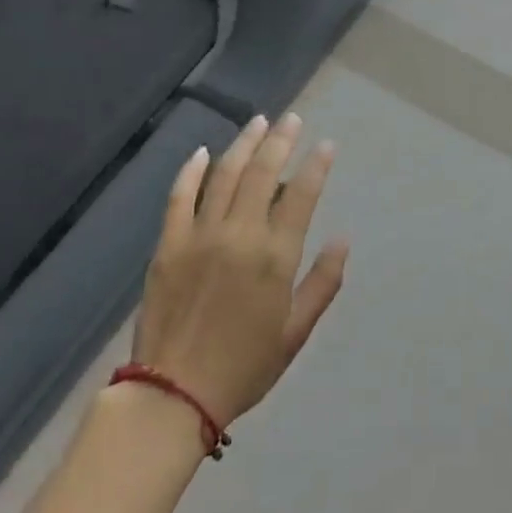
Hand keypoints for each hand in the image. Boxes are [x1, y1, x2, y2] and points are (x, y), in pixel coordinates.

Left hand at [133, 114, 347, 429]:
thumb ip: (322, 283)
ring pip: (224, 175)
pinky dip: (191, 171)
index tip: (327, 145)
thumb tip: (343, 240)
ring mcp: (199, 236)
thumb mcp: (296, 332)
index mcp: (274, 256)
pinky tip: (203, 152)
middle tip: (292, 119)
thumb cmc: (244, 367)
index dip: (316, 165)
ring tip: (259, 122)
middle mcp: (239, 235)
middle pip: (263, 173)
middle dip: (281, 140)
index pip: (301, 195)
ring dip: (244, 144)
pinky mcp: (168, 244)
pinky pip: (179, 196)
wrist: (173, 393)